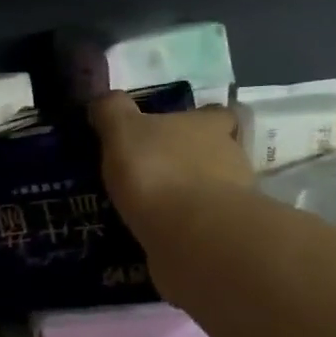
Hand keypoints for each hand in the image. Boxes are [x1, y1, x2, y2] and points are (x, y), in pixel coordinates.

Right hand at [89, 91, 252, 243]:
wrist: (191, 234)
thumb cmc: (158, 170)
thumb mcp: (123, 131)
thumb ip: (112, 112)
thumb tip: (102, 99)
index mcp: (209, 125)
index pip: (215, 114)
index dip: (198, 120)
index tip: (175, 131)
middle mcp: (230, 156)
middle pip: (215, 152)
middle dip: (190, 162)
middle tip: (155, 173)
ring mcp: (232, 199)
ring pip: (209, 192)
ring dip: (187, 198)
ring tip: (152, 211)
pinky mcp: (223, 235)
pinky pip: (200, 227)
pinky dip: (183, 230)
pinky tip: (157, 237)